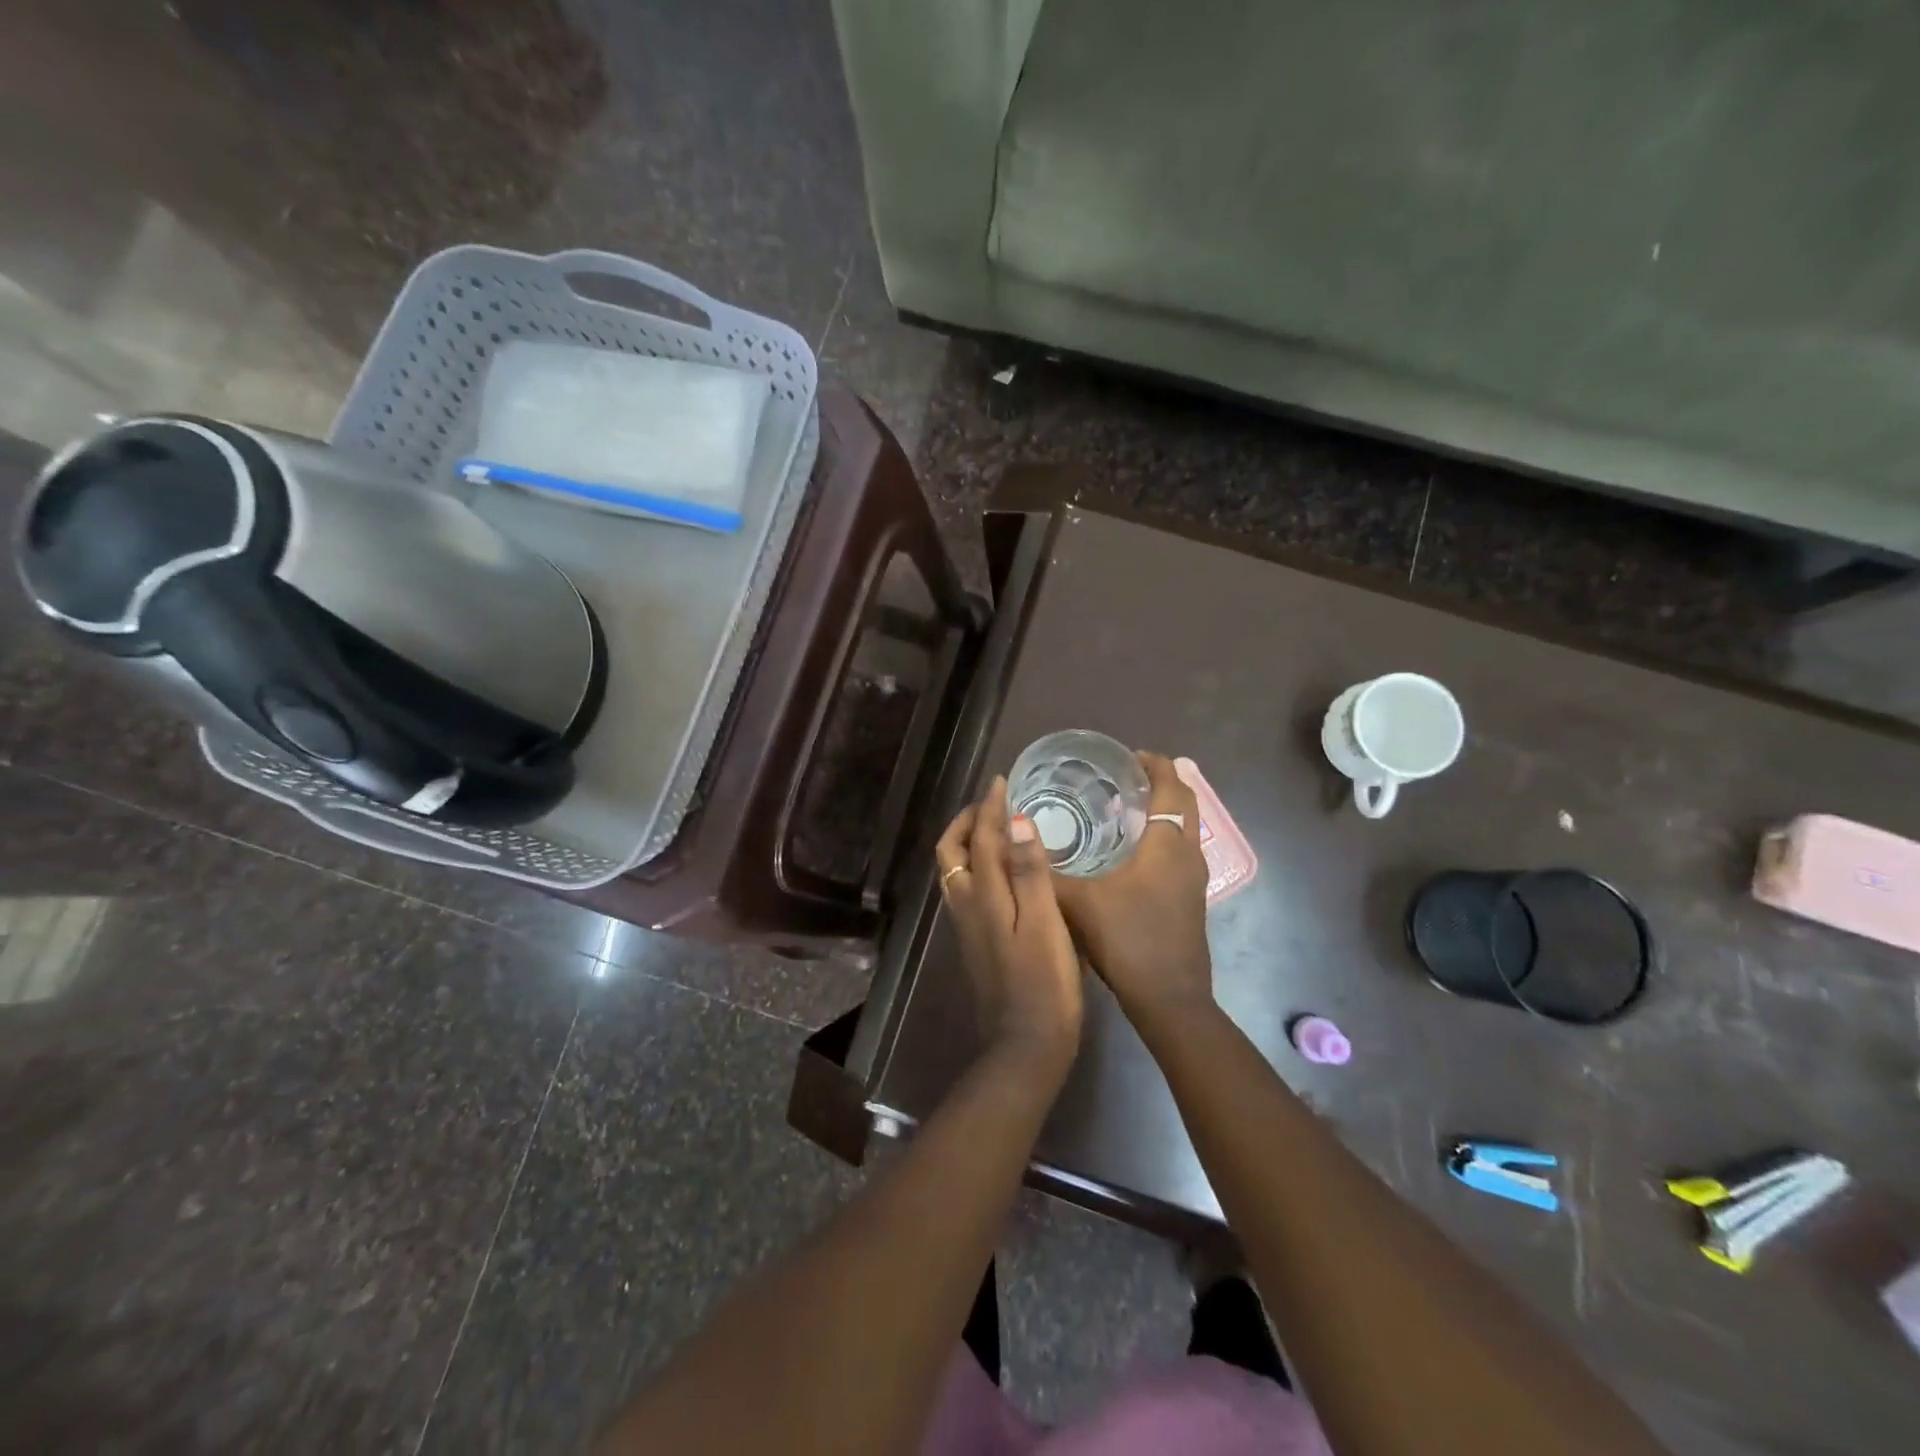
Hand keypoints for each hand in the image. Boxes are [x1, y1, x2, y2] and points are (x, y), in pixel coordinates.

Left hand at [936, 777, 1083, 1079]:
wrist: (1025, 1044)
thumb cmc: (1043, 982)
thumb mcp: (1044, 923)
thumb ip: (1030, 871)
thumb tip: (1016, 820)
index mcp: (983, 896)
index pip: (980, 838)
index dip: (990, 807)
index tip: (1002, 781)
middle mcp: (966, 905)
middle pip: (952, 852)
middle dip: (967, 821)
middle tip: (993, 803)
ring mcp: (966, 925)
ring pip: (954, 870)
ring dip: (968, 842)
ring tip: (995, 828)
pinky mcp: (975, 941)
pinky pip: (965, 888)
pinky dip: (976, 865)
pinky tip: (1002, 871)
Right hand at [1053, 753, 1213, 1032]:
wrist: (1169, 999)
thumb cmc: (1128, 940)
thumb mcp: (1079, 903)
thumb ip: (1048, 872)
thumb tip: (1016, 843)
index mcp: (1167, 845)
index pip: (1171, 788)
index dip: (1156, 766)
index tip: (1132, 755)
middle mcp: (1188, 855)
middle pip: (1186, 804)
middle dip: (1162, 784)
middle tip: (1128, 777)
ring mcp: (1194, 880)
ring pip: (1185, 830)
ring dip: (1164, 812)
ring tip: (1126, 809)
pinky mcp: (1191, 900)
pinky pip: (1180, 852)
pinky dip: (1163, 838)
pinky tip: (1132, 853)